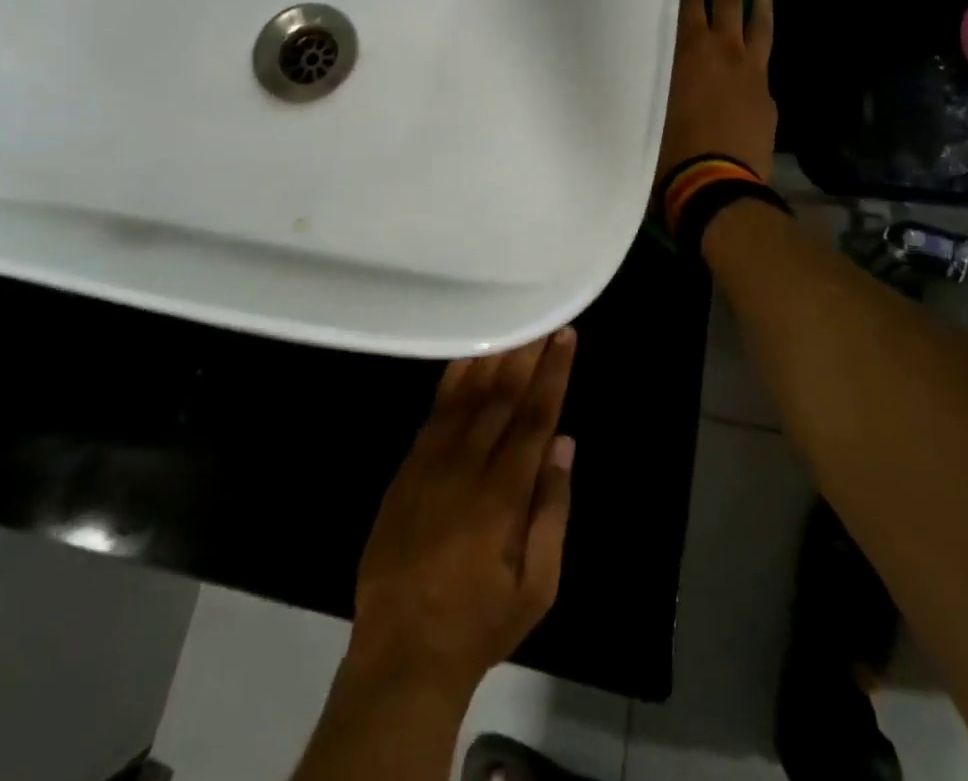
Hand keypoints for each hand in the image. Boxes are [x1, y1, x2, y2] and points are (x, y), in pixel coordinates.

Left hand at [346, 331, 577, 698]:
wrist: (401, 650)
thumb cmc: (481, 622)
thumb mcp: (538, 588)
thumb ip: (553, 511)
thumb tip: (564, 443)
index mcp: (504, 495)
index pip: (535, 416)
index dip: (553, 372)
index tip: (565, 335)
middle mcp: (468, 465)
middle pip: (502, 394)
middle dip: (526, 351)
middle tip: (543, 316)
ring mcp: (433, 461)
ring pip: (467, 393)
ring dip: (492, 354)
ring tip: (512, 321)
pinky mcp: (409, 465)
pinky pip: (434, 409)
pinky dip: (453, 377)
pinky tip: (467, 354)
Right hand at [658, 0, 776, 181]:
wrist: (716, 186)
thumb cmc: (668, 148)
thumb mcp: (649, 105)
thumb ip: (652, 78)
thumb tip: (645, 68)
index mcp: (688, 50)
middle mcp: (723, 51)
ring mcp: (751, 72)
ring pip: (758, 24)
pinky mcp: (766, 95)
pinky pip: (766, 58)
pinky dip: (764, 41)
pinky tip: (762, 43)